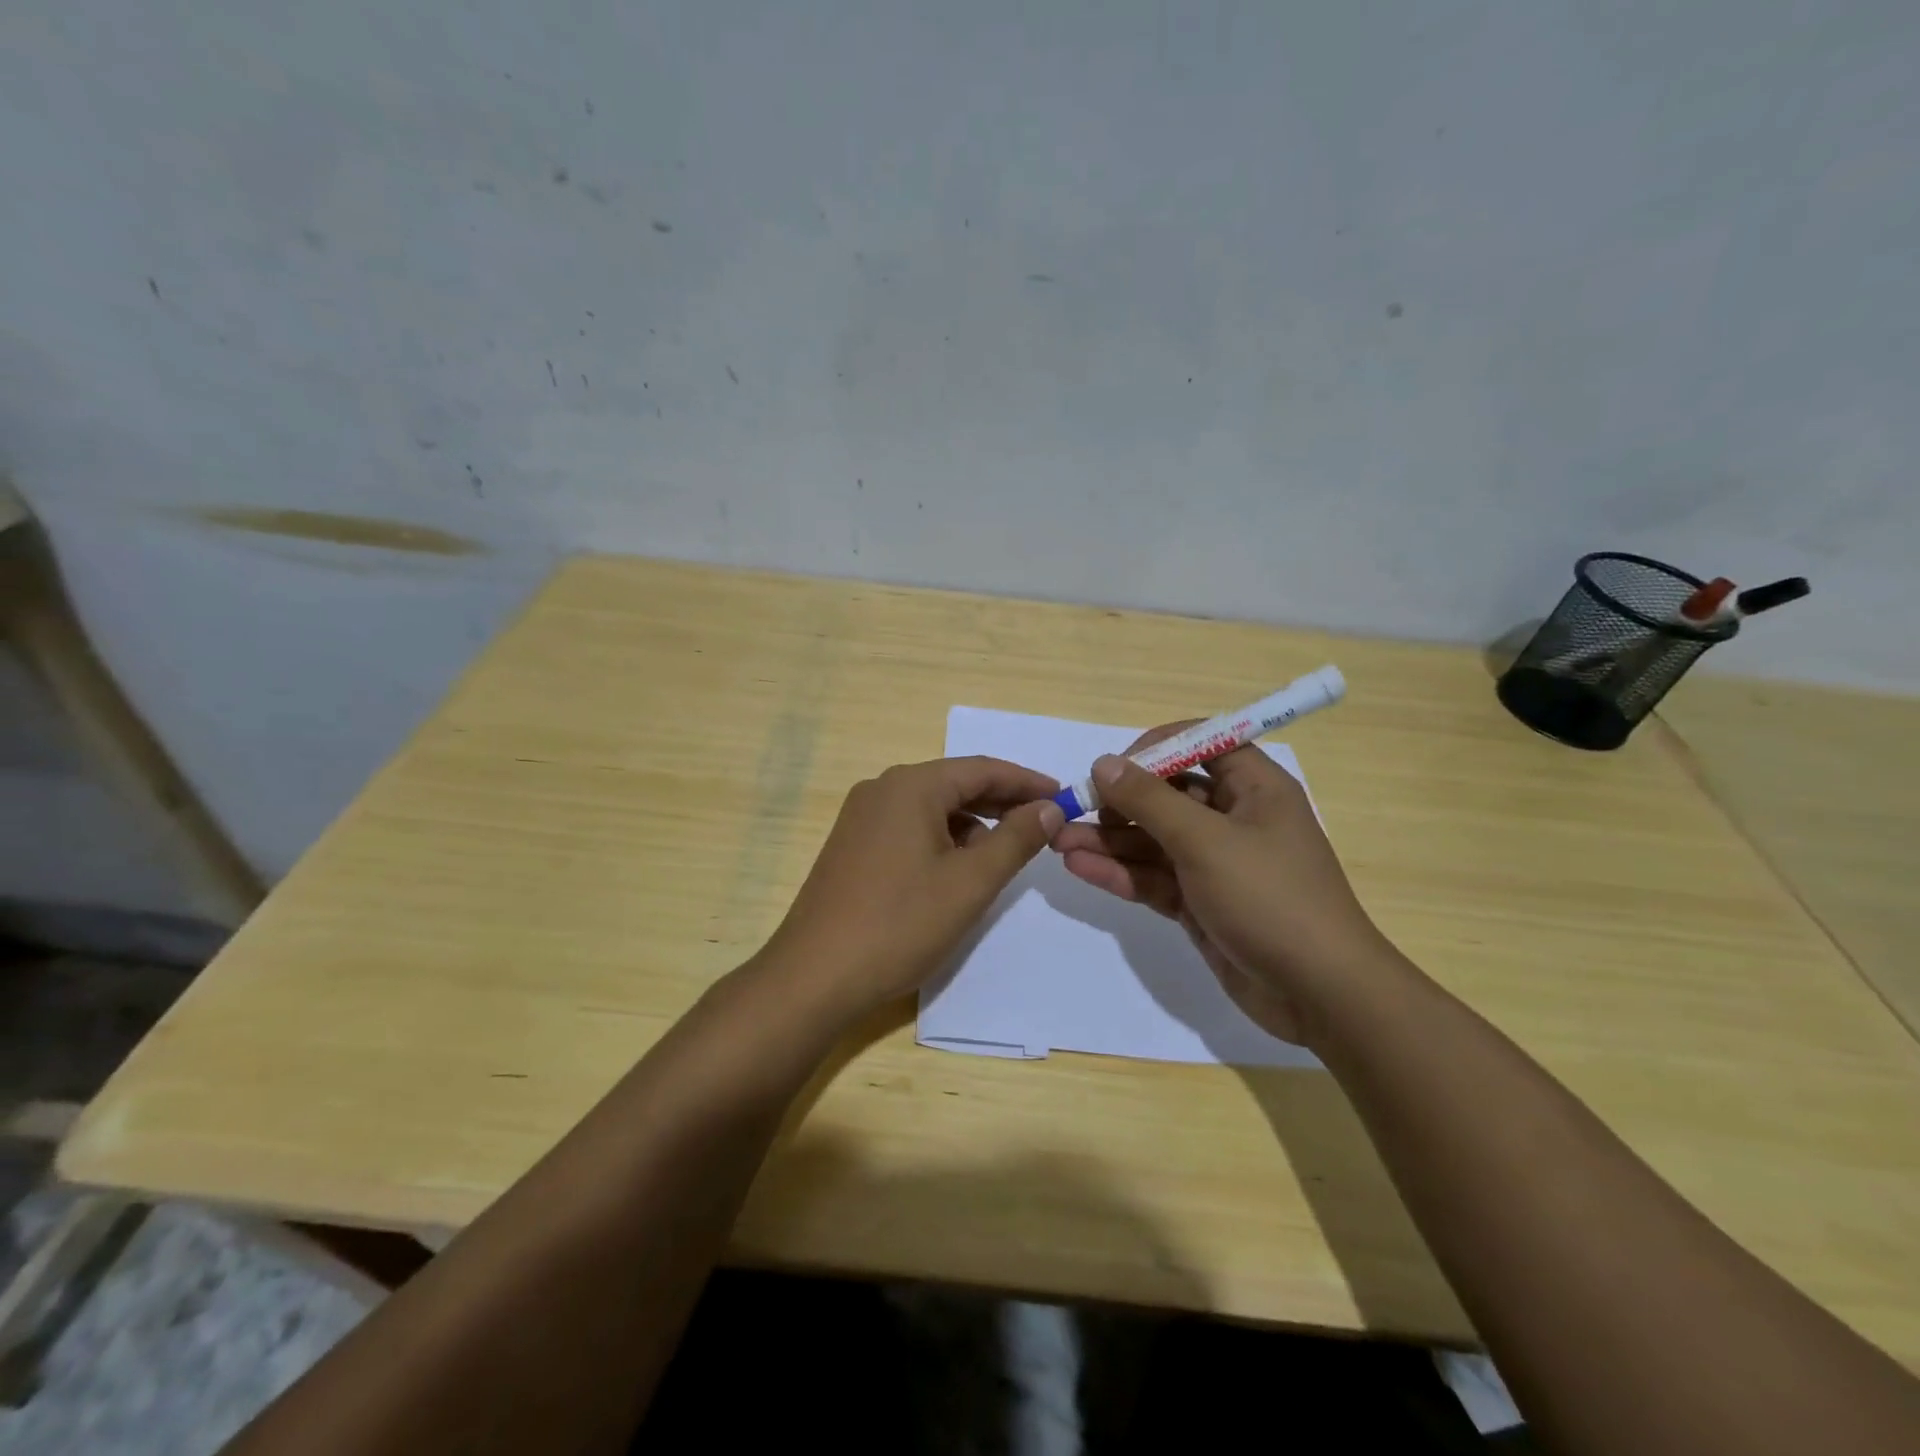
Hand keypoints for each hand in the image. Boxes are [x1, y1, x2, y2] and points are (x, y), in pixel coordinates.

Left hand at [758, 756, 1064, 1019]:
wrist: (814, 976)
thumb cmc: (900, 923)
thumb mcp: (970, 882)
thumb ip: (1016, 839)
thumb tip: (1049, 807)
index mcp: (911, 786)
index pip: (982, 769)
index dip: (1027, 782)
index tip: (1064, 796)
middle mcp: (882, 789)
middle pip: (955, 785)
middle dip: (1001, 803)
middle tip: (1044, 824)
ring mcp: (861, 817)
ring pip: (932, 808)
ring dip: (972, 825)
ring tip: (1004, 854)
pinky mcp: (852, 845)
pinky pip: (909, 828)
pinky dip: (942, 840)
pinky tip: (957, 870)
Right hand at [1051, 726, 1394, 1046]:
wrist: (1320, 995)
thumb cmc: (1270, 898)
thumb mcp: (1205, 841)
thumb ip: (1150, 800)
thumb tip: (1103, 763)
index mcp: (1254, 788)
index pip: (1201, 744)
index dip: (1156, 748)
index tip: (1114, 767)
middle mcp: (1234, 819)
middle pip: (1168, 795)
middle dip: (1118, 801)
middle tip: (1072, 808)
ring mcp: (1215, 864)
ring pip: (1153, 839)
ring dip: (1109, 839)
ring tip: (1058, 839)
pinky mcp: (1200, 902)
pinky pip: (1154, 877)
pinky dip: (1120, 872)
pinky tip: (1079, 867)